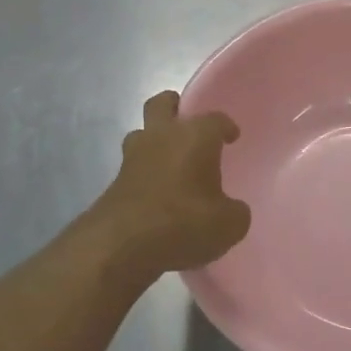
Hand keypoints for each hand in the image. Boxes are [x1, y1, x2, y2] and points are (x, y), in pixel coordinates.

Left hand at [86, 92, 250, 282]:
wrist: (120, 246)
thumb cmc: (182, 223)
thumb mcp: (228, 225)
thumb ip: (235, 211)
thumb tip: (232, 209)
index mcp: (195, 137)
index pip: (215, 119)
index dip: (226, 127)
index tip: (232, 138)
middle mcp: (162, 136)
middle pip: (163, 104)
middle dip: (175, 107)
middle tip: (188, 125)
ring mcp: (133, 157)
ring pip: (142, 133)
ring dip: (154, 140)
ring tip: (170, 162)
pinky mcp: (115, 181)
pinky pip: (134, 166)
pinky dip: (145, 174)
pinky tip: (158, 195)